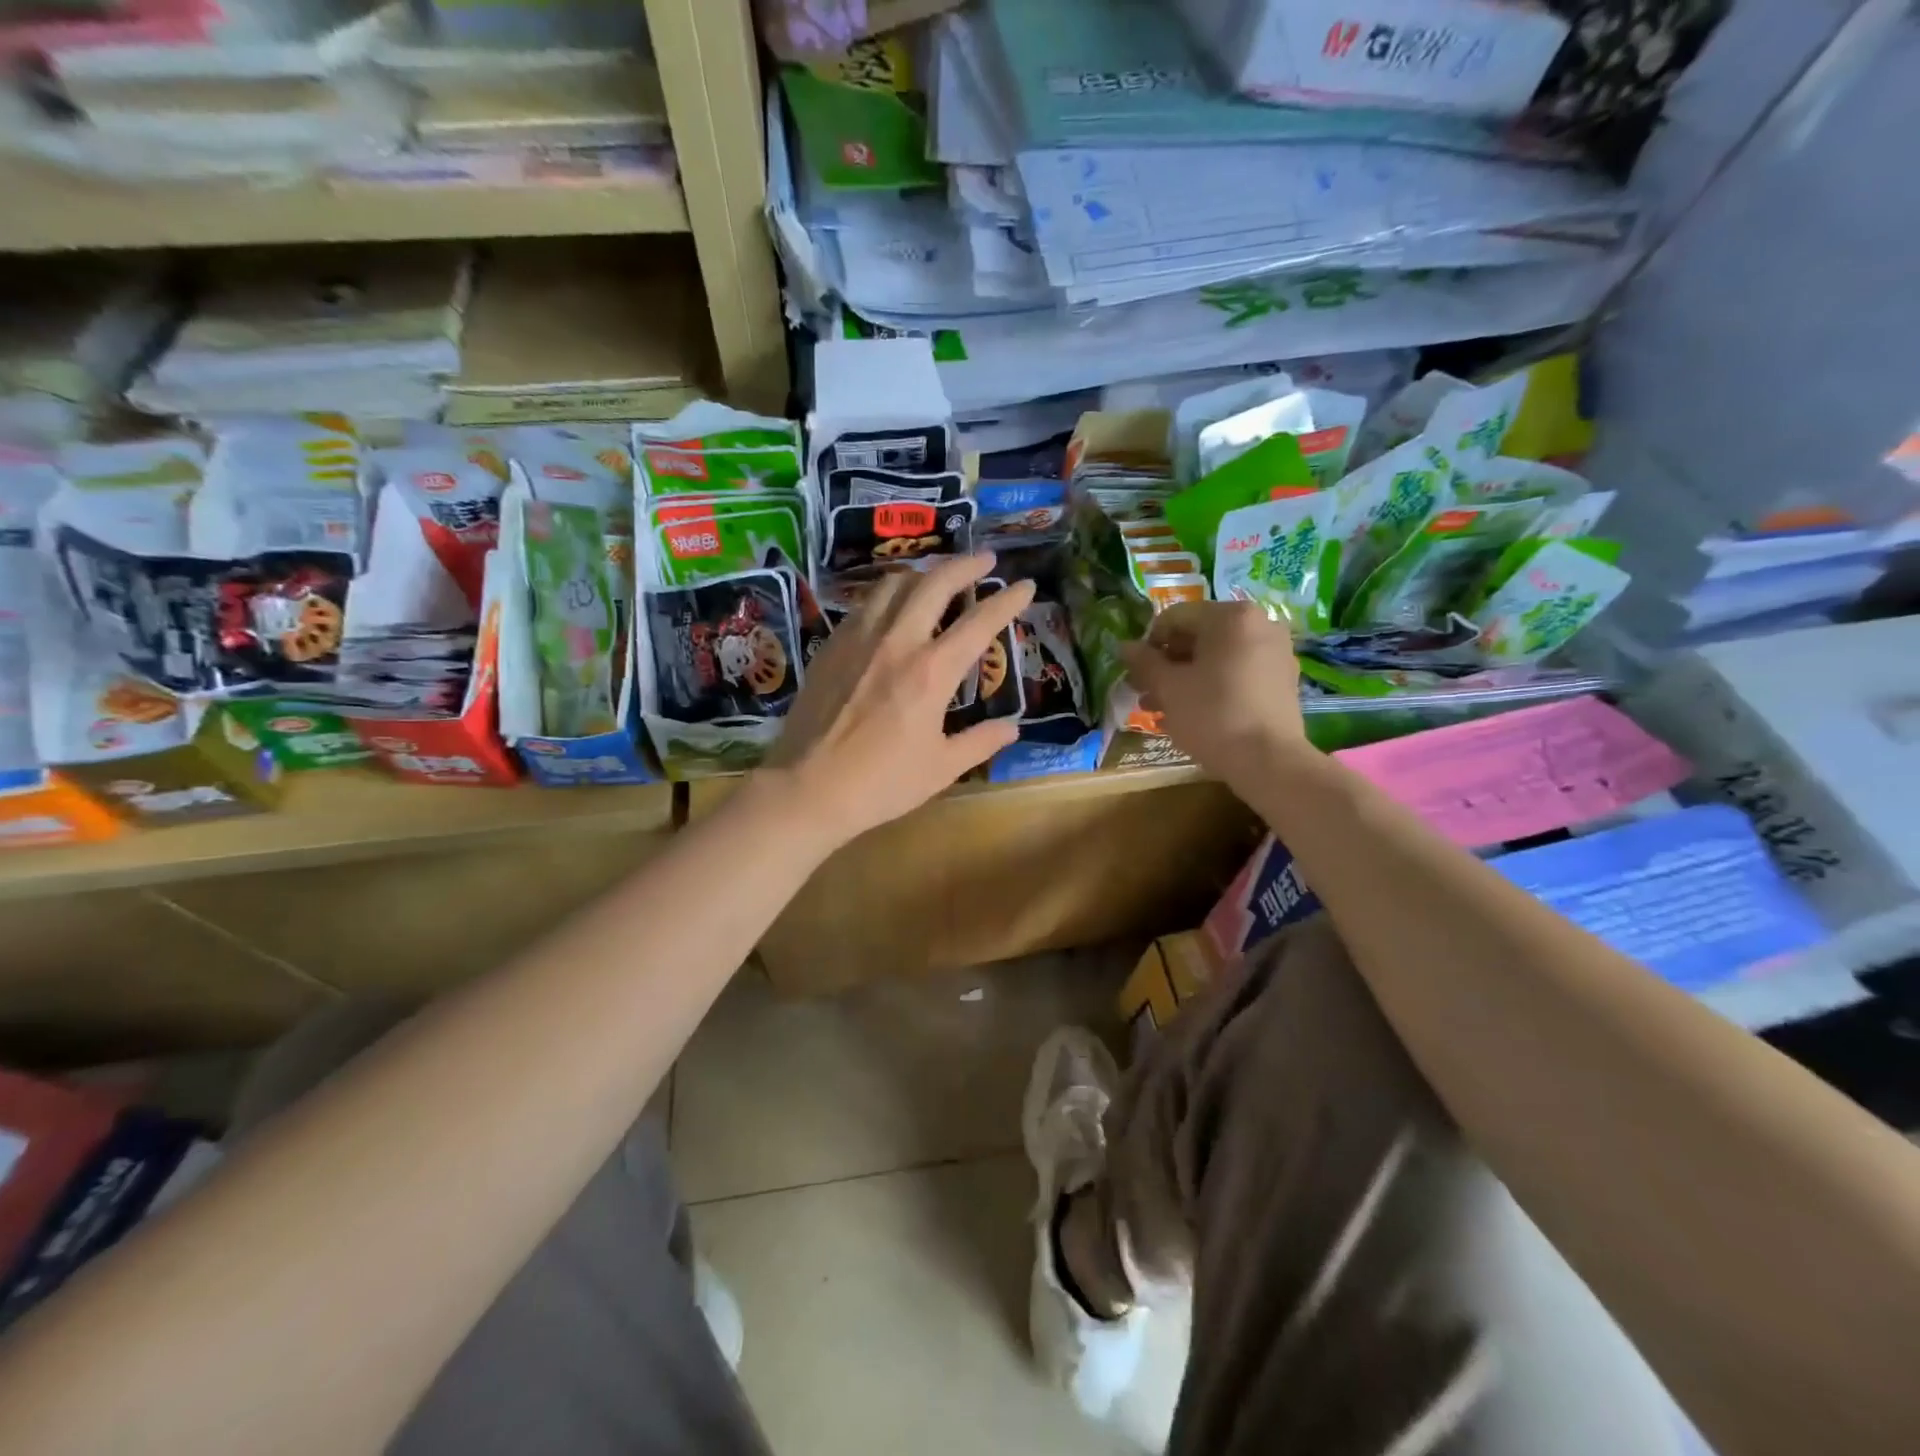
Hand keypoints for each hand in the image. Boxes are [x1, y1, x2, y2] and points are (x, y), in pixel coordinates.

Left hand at [764, 554, 1035, 844]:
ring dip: (922, 574)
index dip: (1007, 601)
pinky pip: (864, 605)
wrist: (807, 787)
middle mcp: (896, 642)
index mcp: (931, 672)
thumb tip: (1011, 728)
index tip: (1026, 585)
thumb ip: (980, 742)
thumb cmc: (881, 784)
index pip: (979, 622)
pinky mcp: (831, 647)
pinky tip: (890, 607)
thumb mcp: (941, 768)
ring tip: (936, 578)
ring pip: (893, 585)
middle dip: (965, 565)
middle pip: (934, 584)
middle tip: (984, 559)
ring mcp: (858, 639)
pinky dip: (887, 595)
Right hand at [1118, 600, 1315, 792]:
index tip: (1138, 674)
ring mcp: (1276, 652)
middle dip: (1168, 665)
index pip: (1175, 618)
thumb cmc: (1213, 715)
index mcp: (1231, 617)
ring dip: (1187, 678)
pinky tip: (1195, 713)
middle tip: (1146, 693)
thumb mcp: (1169, 688)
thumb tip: (1125, 646)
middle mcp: (1259, 624)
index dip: (1149, 644)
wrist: (1269, 761)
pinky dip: (1214, 686)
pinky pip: (1238, 672)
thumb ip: (1144, 662)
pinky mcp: (1283, 679)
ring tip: (1163, 709)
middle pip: (1198, 636)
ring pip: (1218, 657)